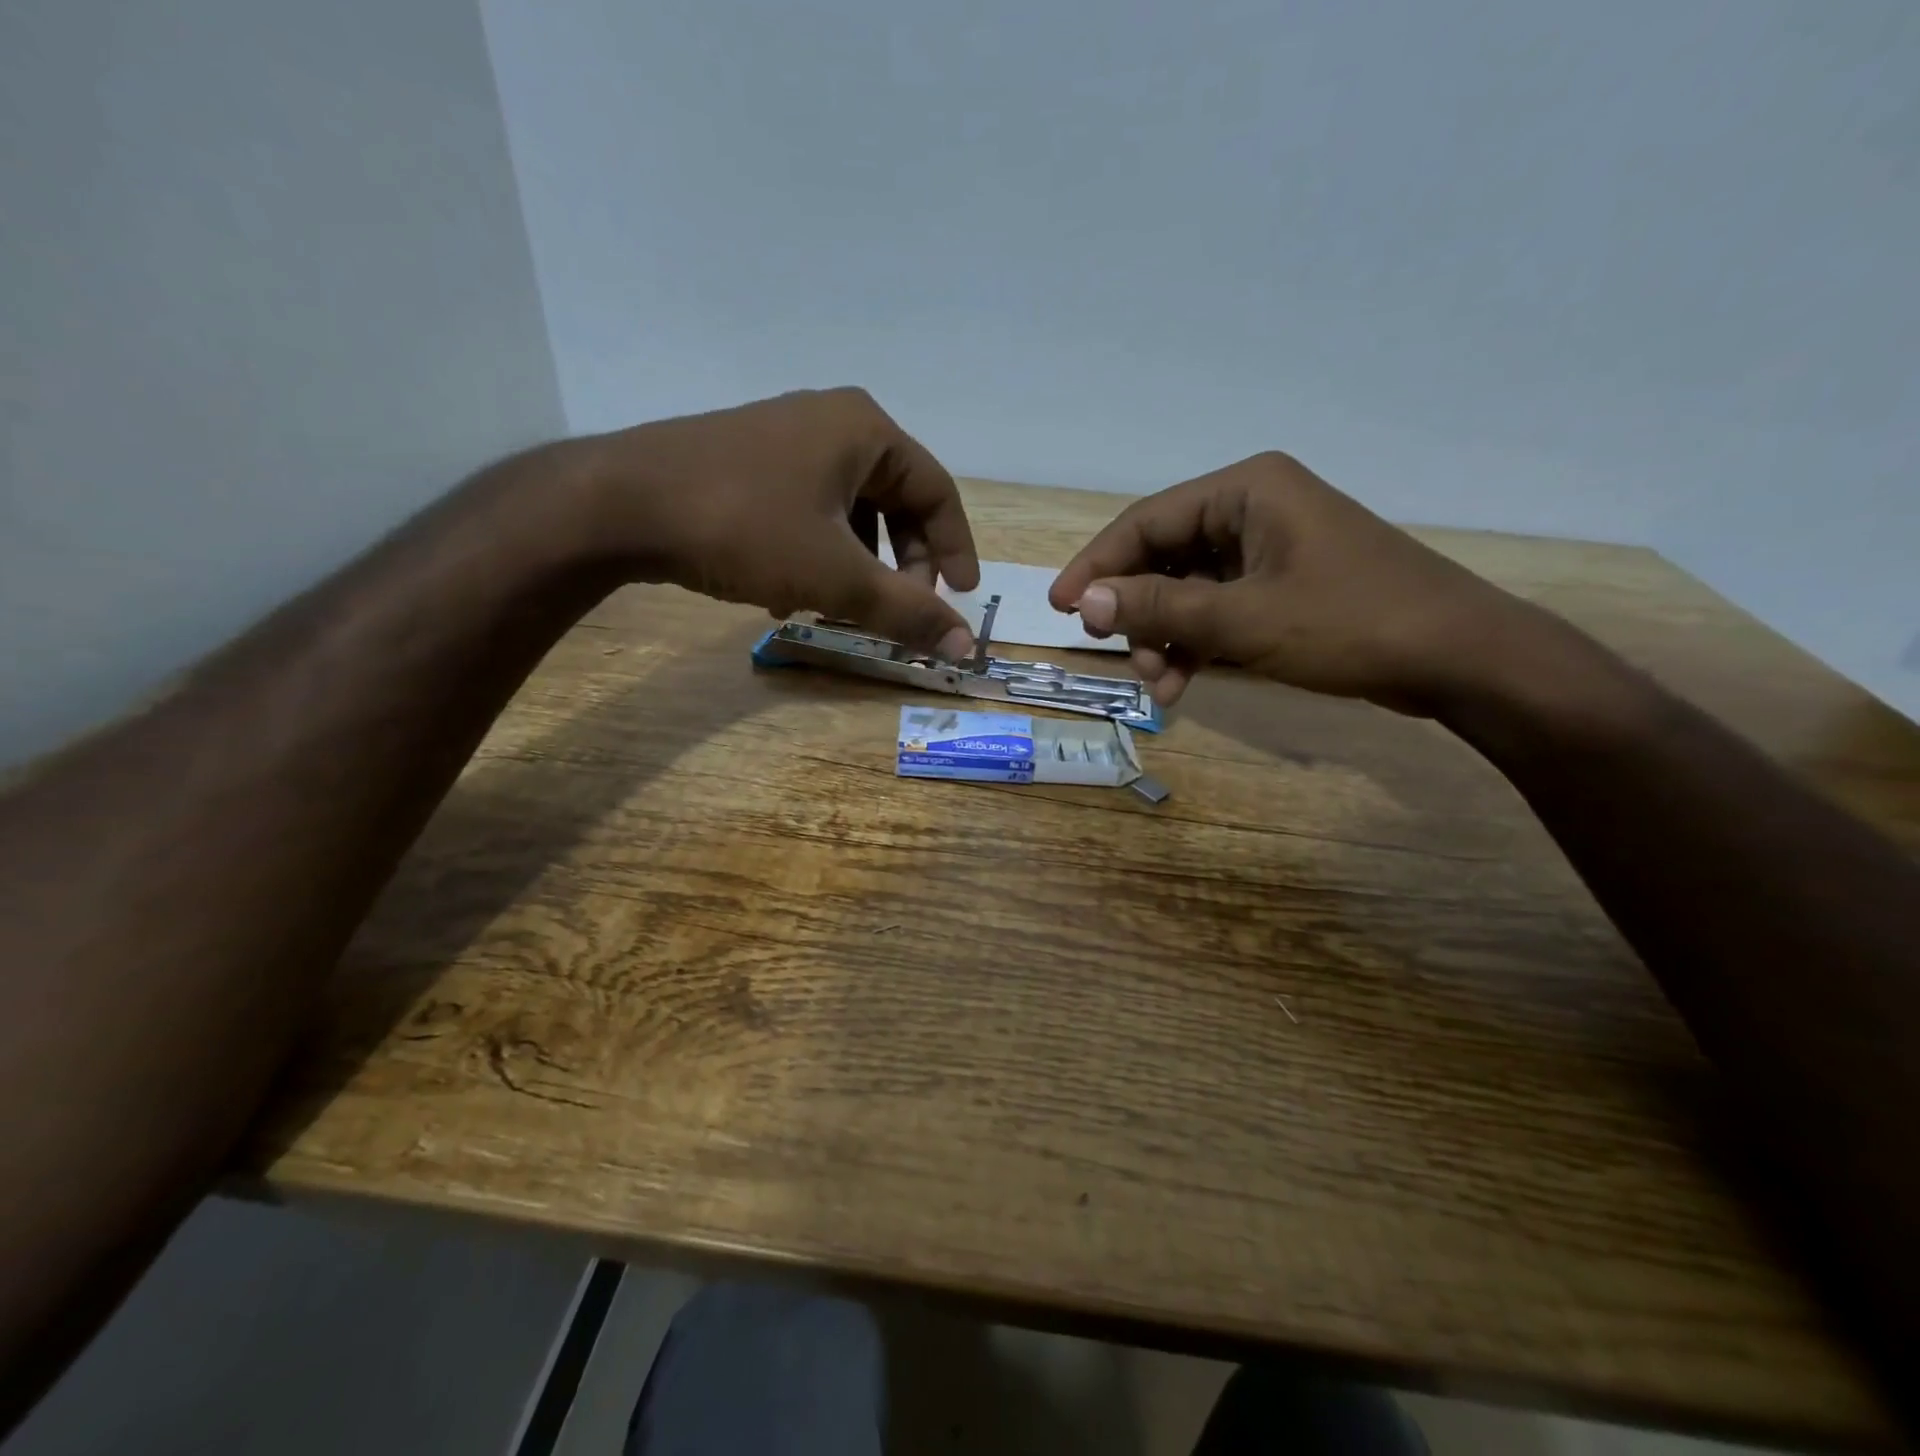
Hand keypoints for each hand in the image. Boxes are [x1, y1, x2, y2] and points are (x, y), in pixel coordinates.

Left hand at [579, 388, 979, 657]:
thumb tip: (968, 648)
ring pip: (850, 512)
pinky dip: (817, 555)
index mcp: (866, 430)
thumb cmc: (745, 527)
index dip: (955, 550)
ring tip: (842, 612)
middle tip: (897, 610)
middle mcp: (831, 422)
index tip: (960, 598)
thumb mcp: (837, 577)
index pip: (938, 492)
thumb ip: (908, 612)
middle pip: (895, 502)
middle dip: (901, 564)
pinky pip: (808, 512)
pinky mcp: (748, 463)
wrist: (619, 504)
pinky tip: (792, 597)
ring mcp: (785, 439)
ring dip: (858, 567)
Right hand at [1048, 452, 1537, 712]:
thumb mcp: (1242, 620)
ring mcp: (1272, 548)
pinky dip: (1199, 644)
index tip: (1060, 608)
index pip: (1146, 522)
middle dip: (1140, 614)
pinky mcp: (1286, 585)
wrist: (1460, 658)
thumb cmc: (1350, 623)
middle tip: (1120, 658)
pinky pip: (1221, 608)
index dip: (1096, 566)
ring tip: (1162, 686)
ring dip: (1167, 637)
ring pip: (1190, 590)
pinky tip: (1185, 682)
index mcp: (1246, 490)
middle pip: (1166, 557)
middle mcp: (1254, 508)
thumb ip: (1159, 610)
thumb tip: (1083, 604)